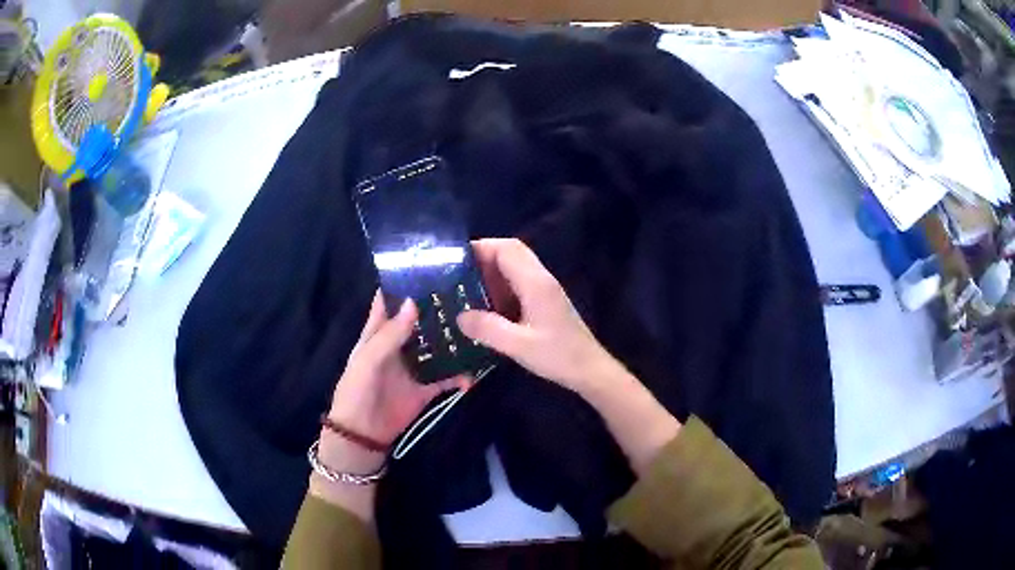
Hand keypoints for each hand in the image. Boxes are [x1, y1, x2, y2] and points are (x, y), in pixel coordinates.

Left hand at [327, 291, 468, 448]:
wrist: (363, 434)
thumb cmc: (357, 390)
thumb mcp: (368, 359)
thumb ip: (390, 334)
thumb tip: (413, 301)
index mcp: (379, 332)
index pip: (390, 301)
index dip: (405, 284)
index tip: (430, 266)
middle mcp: (399, 344)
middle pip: (420, 320)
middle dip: (438, 307)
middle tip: (466, 291)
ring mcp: (415, 366)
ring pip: (437, 346)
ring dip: (453, 339)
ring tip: (478, 325)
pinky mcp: (427, 388)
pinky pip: (447, 378)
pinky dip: (461, 377)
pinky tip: (474, 374)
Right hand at [458, 239, 680, 474]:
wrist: (590, 370)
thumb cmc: (558, 356)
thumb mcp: (519, 345)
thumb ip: (488, 329)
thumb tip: (460, 316)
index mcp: (535, 283)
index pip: (507, 249)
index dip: (481, 247)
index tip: (456, 259)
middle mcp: (541, 279)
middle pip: (511, 253)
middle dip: (484, 258)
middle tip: (458, 275)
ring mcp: (545, 290)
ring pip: (515, 268)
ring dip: (492, 274)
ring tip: (466, 290)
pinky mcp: (546, 302)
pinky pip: (519, 284)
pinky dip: (501, 288)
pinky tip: (487, 308)